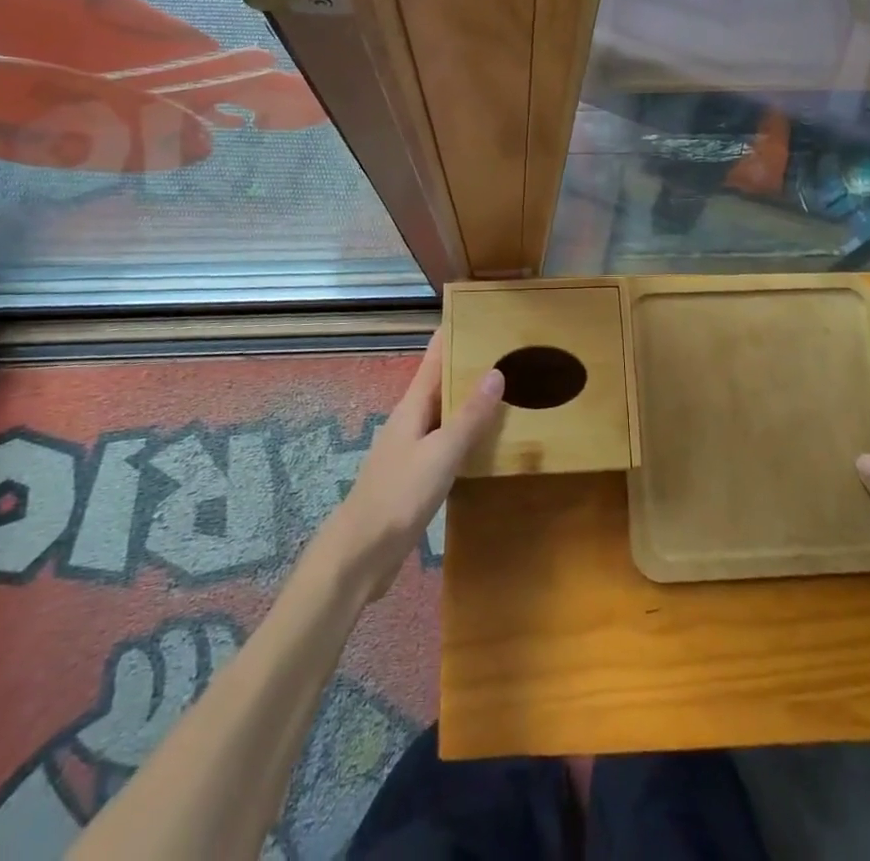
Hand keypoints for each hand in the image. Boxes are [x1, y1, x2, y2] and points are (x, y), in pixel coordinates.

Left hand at [324, 327, 502, 600]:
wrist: (361, 555)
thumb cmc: (399, 496)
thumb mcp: (441, 454)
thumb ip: (469, 417)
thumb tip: (496, 372)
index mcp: (412, 407)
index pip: (433, 359)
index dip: (451, 334)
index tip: (476, 313)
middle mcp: (411, 421)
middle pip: (441, 383)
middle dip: (469, 365)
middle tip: (508, 351)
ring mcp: (412, 449)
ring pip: (446, 414)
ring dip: (470, 401)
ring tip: (507, 390)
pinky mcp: (417, 476)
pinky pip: (447, 443)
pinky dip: (468, 435)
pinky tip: (488, 443)